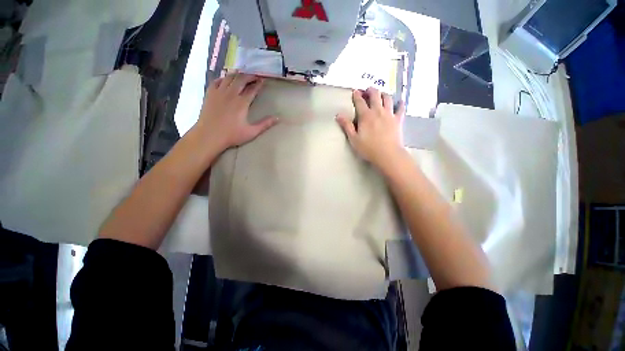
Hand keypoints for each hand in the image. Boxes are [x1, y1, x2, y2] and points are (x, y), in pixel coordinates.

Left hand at [195, 72, 277, 150]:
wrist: (209, 135)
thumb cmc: (232, 135)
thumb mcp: (252, 132)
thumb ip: (265, 124)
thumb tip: (278, 118)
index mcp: (242, 103)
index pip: (252, 89)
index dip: (258, 84)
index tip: (263, 80)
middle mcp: (231, 94)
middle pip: (241, 79)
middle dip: (249, 75)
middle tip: (255, 75)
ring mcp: (219, 92)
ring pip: (229, 77)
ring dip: (237, 75)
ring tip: (243, 75)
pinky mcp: (210, 94)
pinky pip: (217, 80)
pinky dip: (223, 78)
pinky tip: (226, 79)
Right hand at [336, 87, 405, 170]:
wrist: (388, 154)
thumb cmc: (368, 148)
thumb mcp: (353, 139)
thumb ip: (346, 126)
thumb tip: (338, 115)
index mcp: (365, 116)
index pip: (360, 102)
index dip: (357, 95)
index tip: (355, 91)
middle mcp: (378, 111)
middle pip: (375, 95)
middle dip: (371, 90)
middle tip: (368, 90)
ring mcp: (389, 114)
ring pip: (387, 98)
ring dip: (383, 94)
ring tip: (381, 95)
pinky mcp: (398, 119)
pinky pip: (401, 108)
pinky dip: (400, 104)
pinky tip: (400, 102)